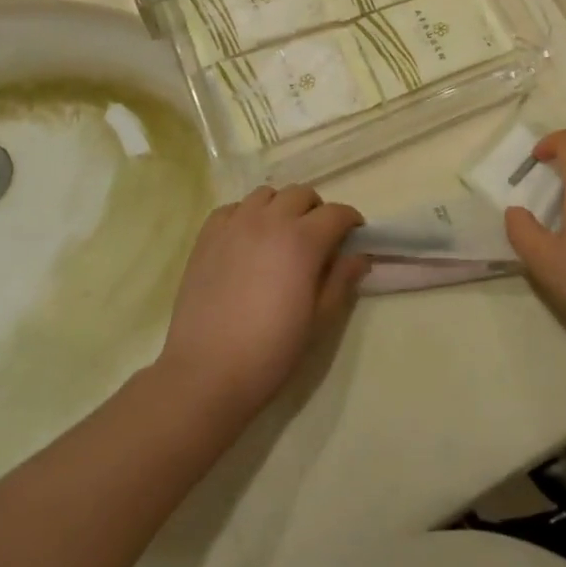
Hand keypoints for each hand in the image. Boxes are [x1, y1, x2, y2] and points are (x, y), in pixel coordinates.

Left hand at [158, 185, 368, 418]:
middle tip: (318, 238)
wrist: (206, 372)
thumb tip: (359, 256)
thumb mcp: (318, 321)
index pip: (336, 213)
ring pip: (266, 194)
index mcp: (302, 241)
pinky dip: (245, 215)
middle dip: (316, 210)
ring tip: (280, 235)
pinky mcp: (207, 235)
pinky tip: (246, 240)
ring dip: (281, 207)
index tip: (354, 236)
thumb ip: (341, 281)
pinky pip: (232, 208)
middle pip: (301, 194)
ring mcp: (234, 224)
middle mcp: (269, 220)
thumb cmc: (271, 351)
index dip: (350, 221)